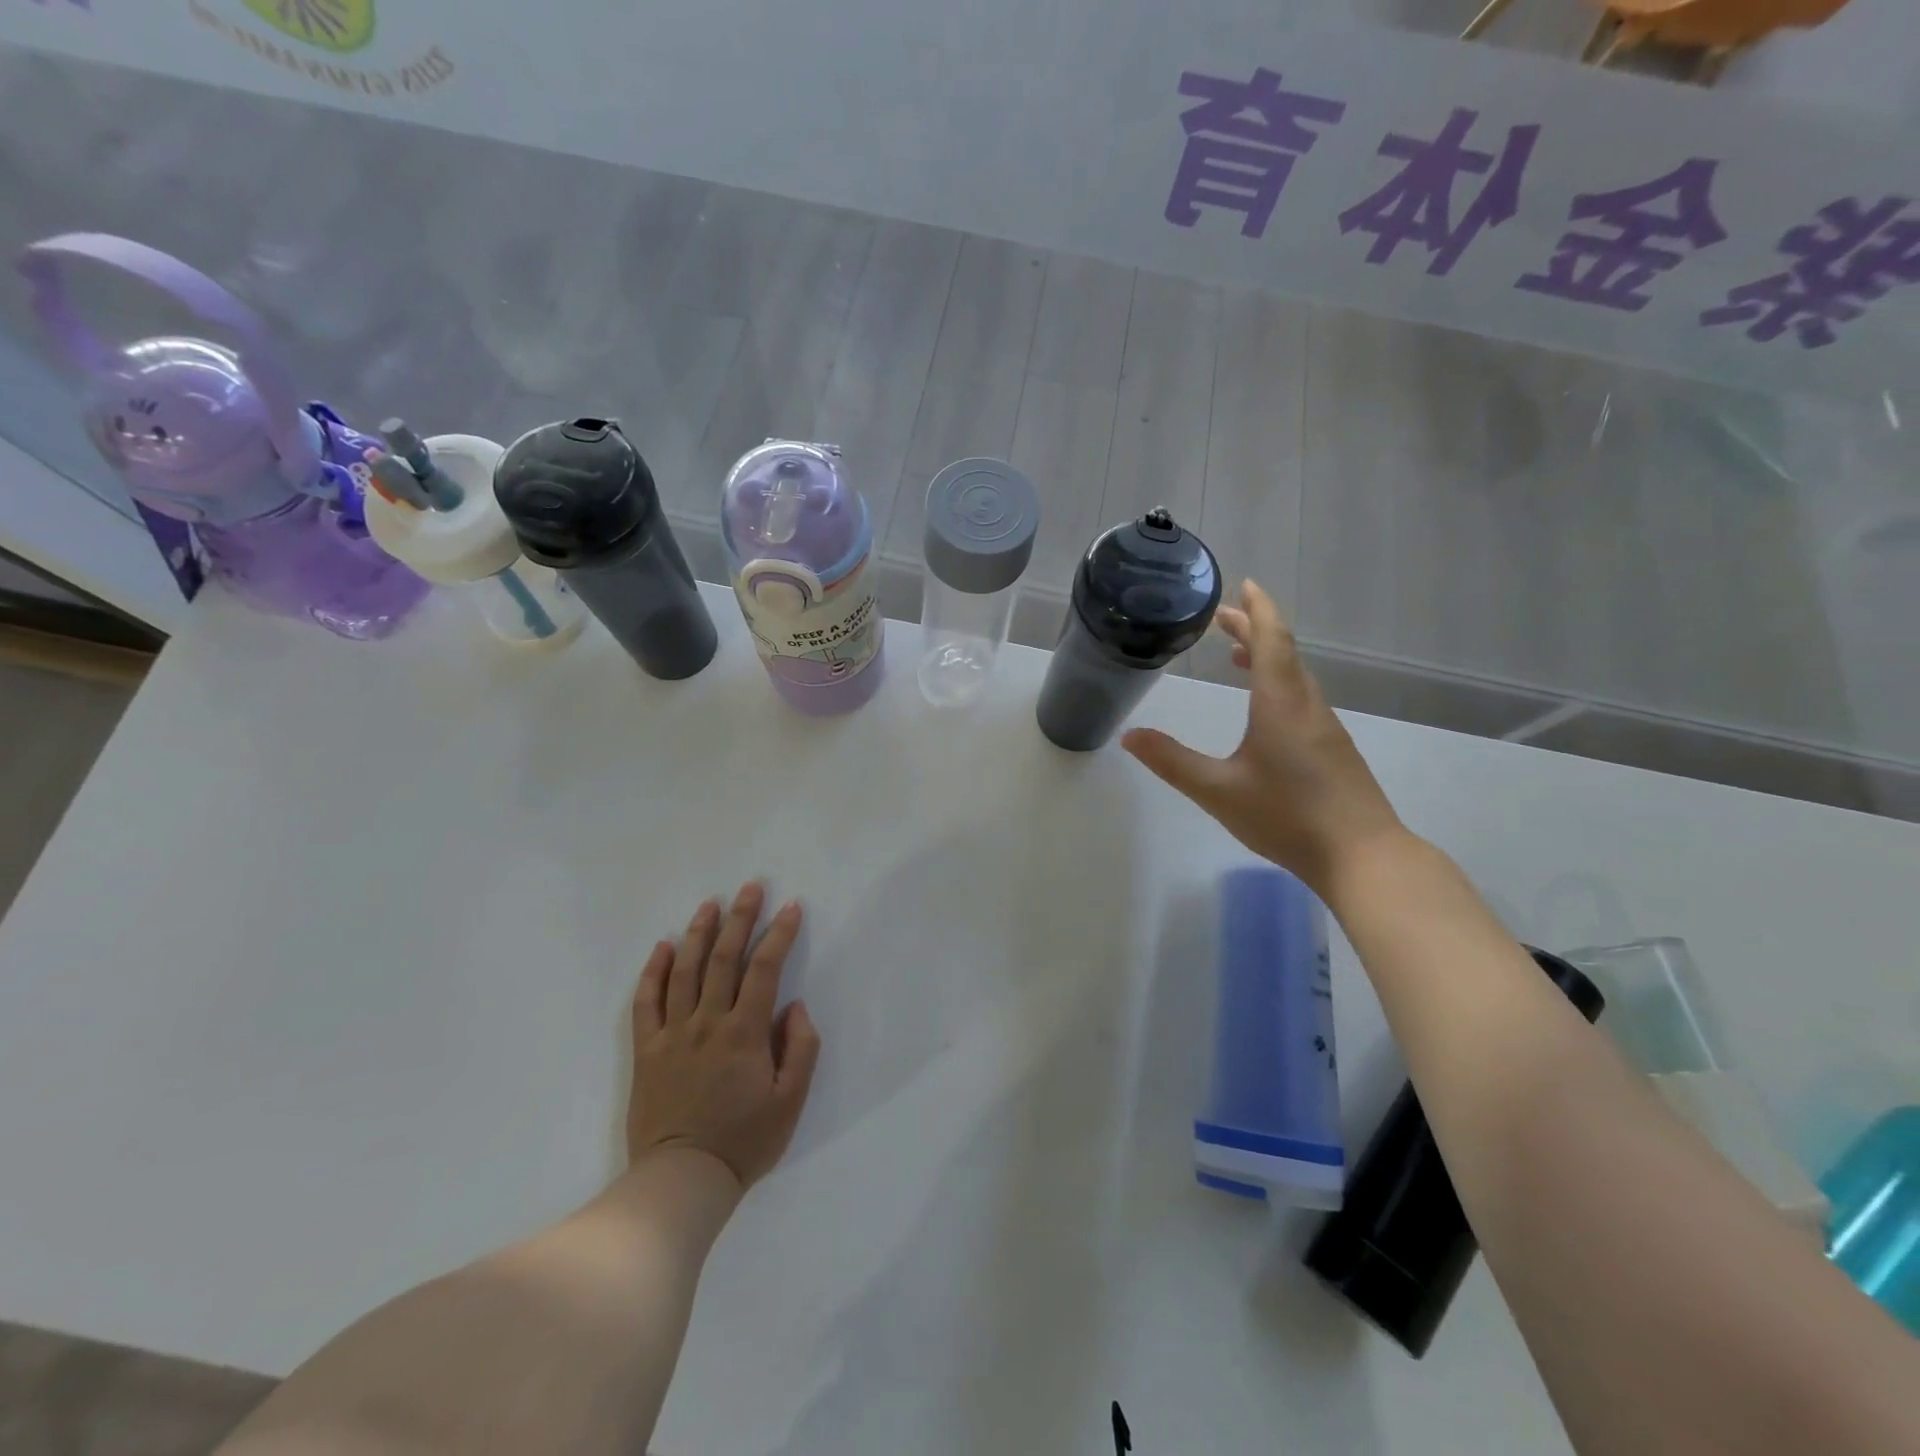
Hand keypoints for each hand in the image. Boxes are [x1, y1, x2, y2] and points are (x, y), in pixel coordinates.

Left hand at [628, 883, 820, 1190]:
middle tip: (750, 886)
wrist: (681, 1181)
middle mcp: (707, 1022)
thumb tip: (795, 1006)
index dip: (779, 934)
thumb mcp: (790, 1102)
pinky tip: (661, 947)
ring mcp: (672, 1034)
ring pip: (684, 971)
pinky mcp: (646, 1051)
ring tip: (710, 904)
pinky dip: (652, 972)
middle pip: (723, 958)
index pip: (765, 969)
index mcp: (744, 1033)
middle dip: (740, 918)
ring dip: (698, 933)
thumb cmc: (743, 1142)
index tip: (791, 907)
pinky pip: (645, 1003)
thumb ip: (800, 1048)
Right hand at [1122, 579, 1404, 893]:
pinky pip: (1302, 698)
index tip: (1244, 585)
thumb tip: (1130, 736)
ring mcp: (1326, 727)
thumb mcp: (1218, 790)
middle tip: (1224, 618)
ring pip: (1295, 676)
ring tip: (1237, 656)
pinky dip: (1278, 684)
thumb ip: (1172, 762)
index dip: (1257, 610)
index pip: (1271, 640)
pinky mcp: (1334, 750)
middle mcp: (1307, 705)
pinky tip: (1265, 709)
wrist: (1363, 857)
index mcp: (1281, 703)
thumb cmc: (1287, 816)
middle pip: (1283, 652)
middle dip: (1254, 629)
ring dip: (1267, 657)